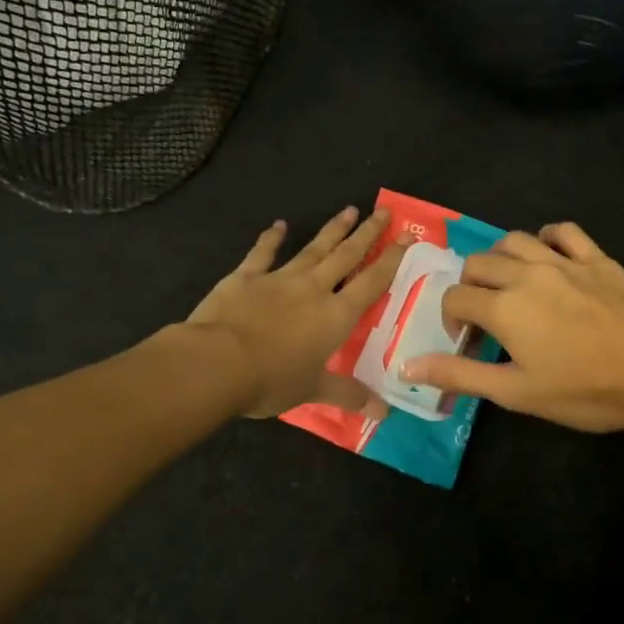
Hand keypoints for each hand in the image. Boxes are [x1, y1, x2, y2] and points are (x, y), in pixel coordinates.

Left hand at [188, 207, 408, 418]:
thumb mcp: (313, 390)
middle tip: (382, 212)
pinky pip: (263, 253)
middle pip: (346, 256)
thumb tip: (383, 413)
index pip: (371, 283)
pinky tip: (279, 225)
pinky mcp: (246, 277)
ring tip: (349, 210)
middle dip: (366, 234)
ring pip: (313, 249)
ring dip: (332, 230)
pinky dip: (271, 238)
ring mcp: (279, 279)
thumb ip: (348, 395)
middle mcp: (313, 290)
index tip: (406, 238)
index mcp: (336, 316)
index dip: (391, 260)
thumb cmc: (272, 379)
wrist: (217, 362)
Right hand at [402, 222, 623, 432]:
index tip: (466, 340)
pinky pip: (563, 232)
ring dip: (501, 260)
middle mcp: (527, 273)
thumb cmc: (583, 391)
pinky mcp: (597, 258)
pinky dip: (547, 238)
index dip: (451, 318)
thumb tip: (407, 365)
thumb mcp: (515, 392)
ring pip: (515, 241)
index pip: (456, 297)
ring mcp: (565, 261)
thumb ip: (460, 375)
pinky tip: (548, 257)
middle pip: (478, 263)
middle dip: (470, 287)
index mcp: (503, 306)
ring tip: (510, 285)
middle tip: (485, 317)